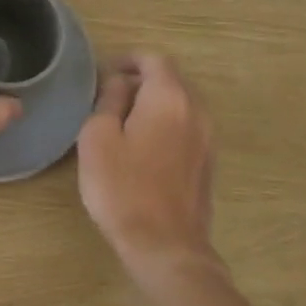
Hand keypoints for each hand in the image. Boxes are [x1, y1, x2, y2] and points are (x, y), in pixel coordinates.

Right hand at [77, 52, 223, 291]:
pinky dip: (167, 123)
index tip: (106, 72)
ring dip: (155, 103)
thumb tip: (121, 84)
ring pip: (181, 104)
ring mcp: (207, 139)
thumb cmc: (122, 188)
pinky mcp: (208, 163)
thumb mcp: (98, 138)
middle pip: (172, 79)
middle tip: (111, 95)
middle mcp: (196, 111)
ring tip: (125, 120)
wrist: (165, 246)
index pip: (155, 60)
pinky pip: (187, 127)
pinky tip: (144, 145)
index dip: (129, 60)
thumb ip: (109, 100)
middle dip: (143, 80)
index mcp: (169, 98)